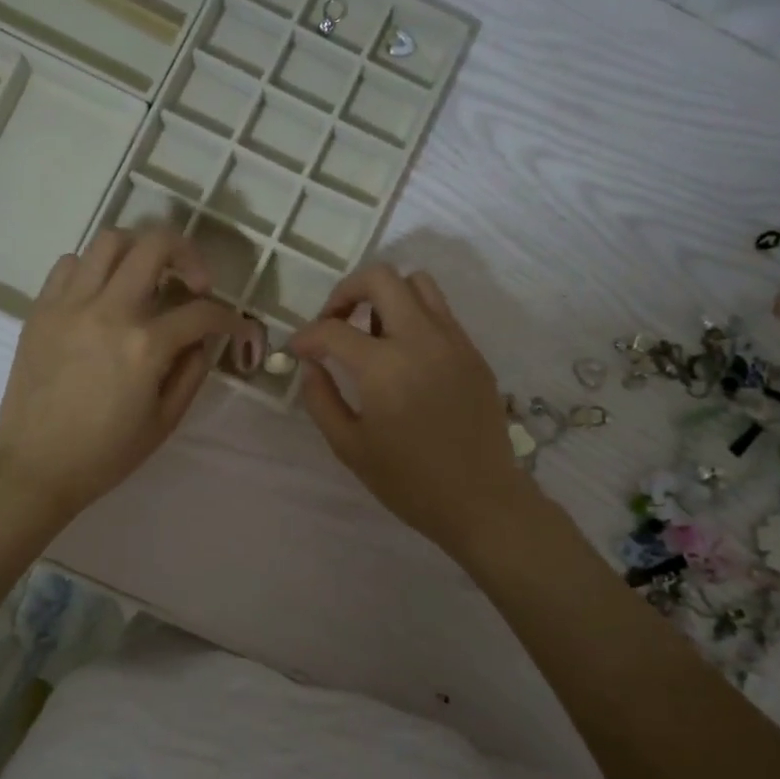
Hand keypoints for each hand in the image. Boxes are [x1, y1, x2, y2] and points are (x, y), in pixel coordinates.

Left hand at [0, 227, 251, 523]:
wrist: (34, 467)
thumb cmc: (105, 454)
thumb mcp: (164, 421)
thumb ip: (191, 372)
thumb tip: (202, 339)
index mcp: (145, 346)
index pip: (202, 312)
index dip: (229, 317)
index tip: (235, 326)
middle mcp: (109, 311)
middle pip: (156, 245)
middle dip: (188, 254)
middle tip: (194, 282)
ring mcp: (70, 304)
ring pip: (110, 240)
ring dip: (139, 251)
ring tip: (147, 278)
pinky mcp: (41, 309)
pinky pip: (70, 263)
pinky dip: (94, 268)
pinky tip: (103, 295)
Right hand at [290, 265, 536, 558]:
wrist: (481, 500)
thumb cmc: (409, 482)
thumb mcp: (349, 446)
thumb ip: (321, 399)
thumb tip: (311, 365)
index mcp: (384, 367)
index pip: (333, 330)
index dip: (306, 336)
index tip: (298, 351)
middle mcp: (420, 339)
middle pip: (380, 278)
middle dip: (346, 292)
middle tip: (335, 323)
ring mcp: (453, 341)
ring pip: (417, 283)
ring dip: (385, 296)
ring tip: (372, 333)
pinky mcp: (473, 352)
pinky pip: (440, 312)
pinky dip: (414, 316)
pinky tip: (404, 354)